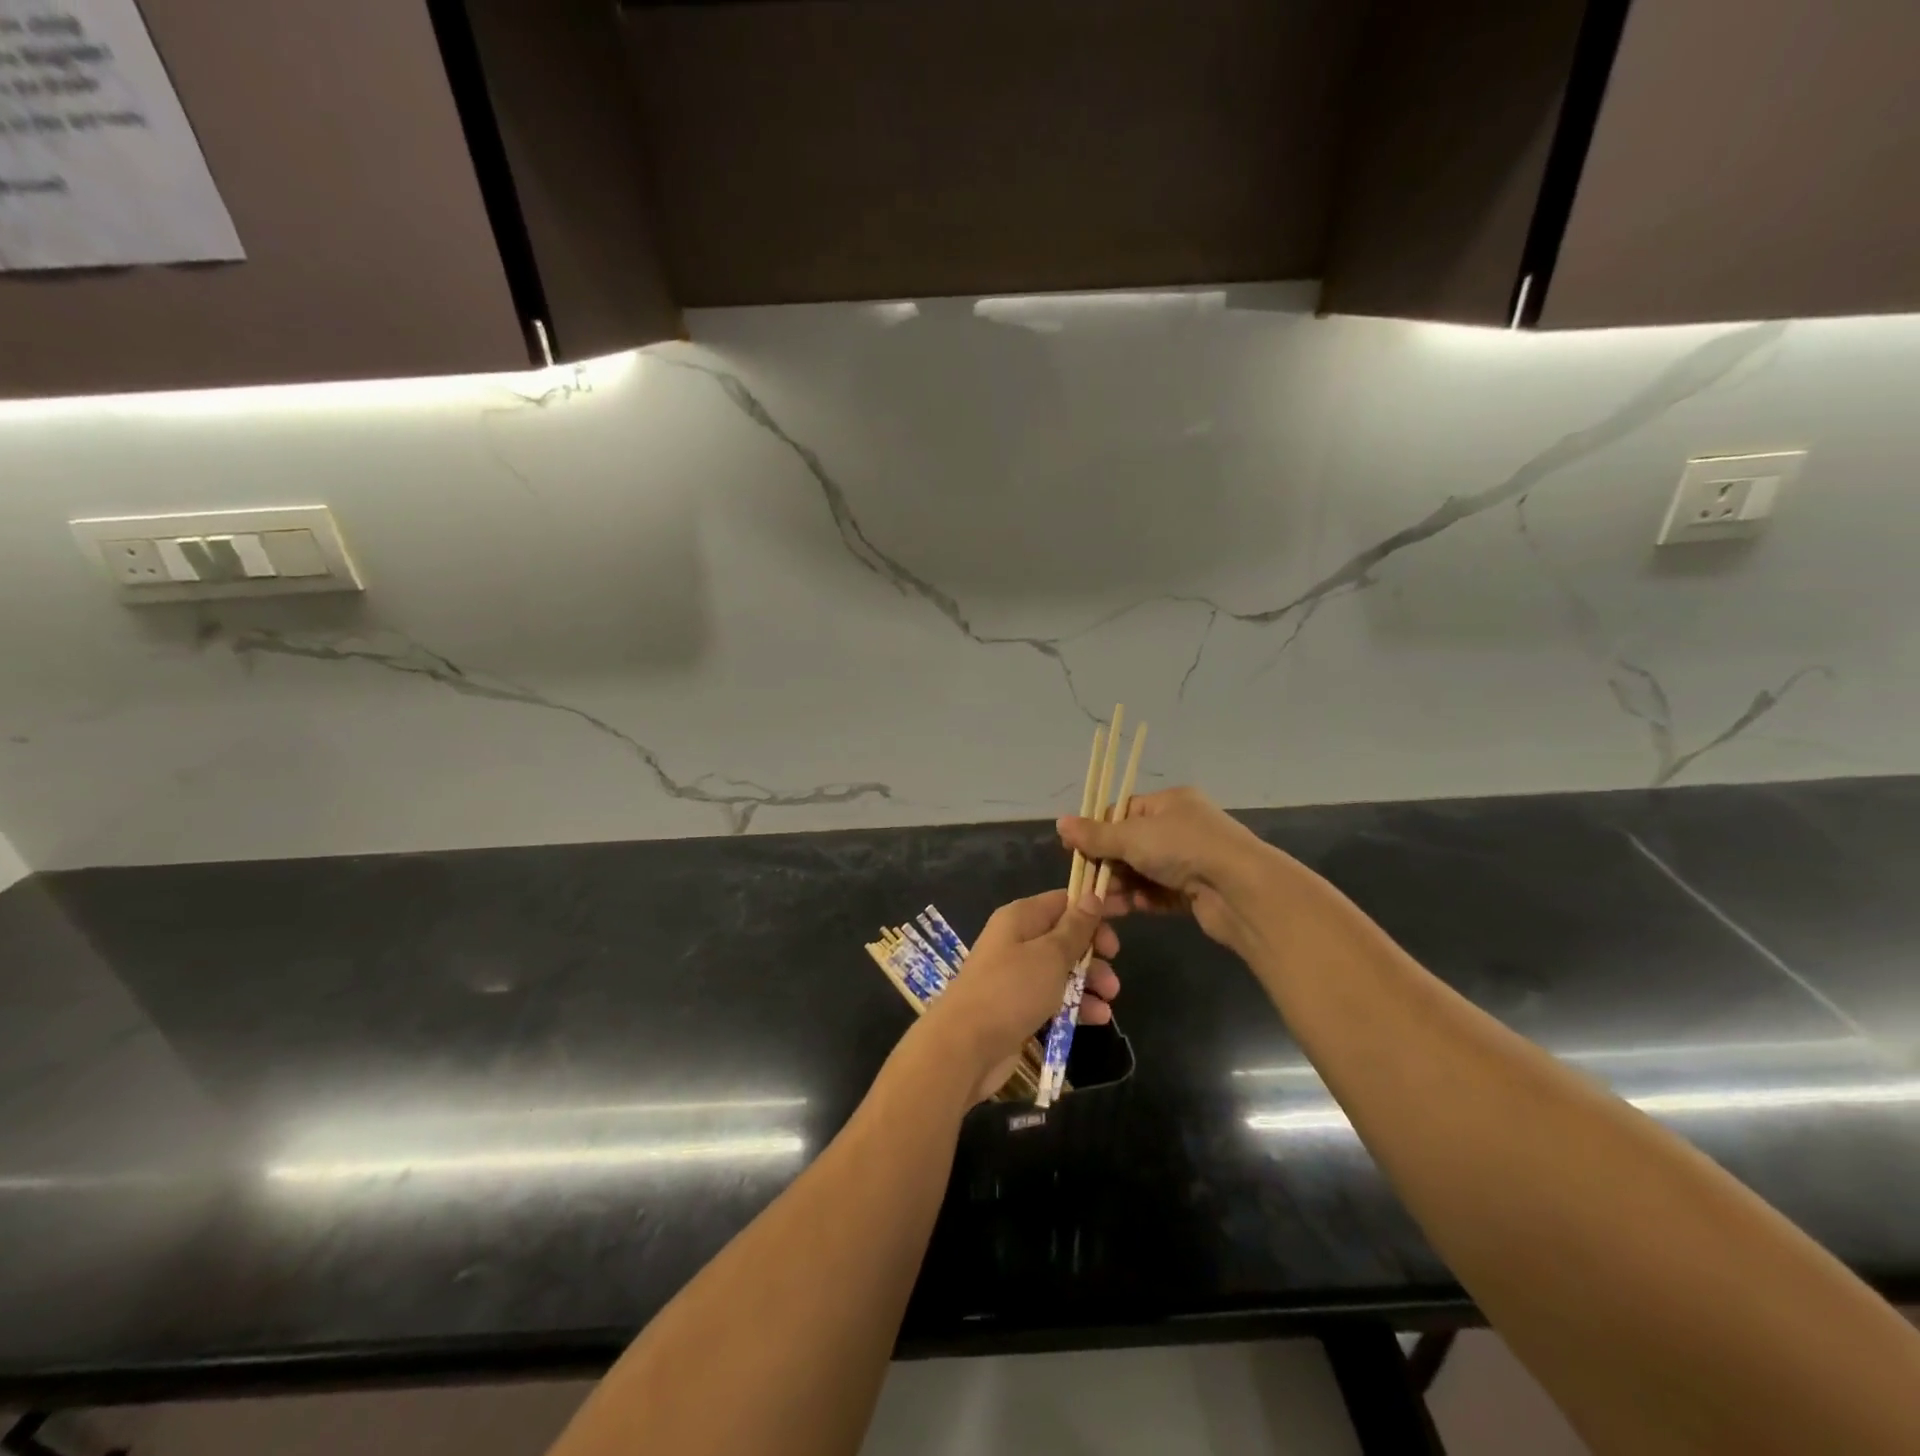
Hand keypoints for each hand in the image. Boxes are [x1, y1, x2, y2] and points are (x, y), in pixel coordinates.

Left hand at [921, 889, 1120, 1100]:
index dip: (1095, 905)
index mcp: (1021, 918)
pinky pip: (1054, 997)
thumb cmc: (1010, 990)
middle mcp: (1017, 940)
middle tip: (1114, 964)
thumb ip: (1075, 928)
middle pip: (1065, 936)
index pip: (1064, 900)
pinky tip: (1097, 1018)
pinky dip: (1075, 1004)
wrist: (964, 1046)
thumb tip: (1091, 895)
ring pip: (1062, 969)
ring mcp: (1016, 975)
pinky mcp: (1018, 1007)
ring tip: (1110, 998)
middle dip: (1093, 950)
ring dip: (1089, 980)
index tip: (1128, 914)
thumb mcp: (1050, 955)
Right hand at [1058, 786, 1282, 952]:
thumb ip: (1096, 835)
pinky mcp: (1195, 891)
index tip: (1075, 851)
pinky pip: (1158, 893)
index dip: (1097, 830)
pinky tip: (1125, 910)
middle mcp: (1180, 827)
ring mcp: (1189, 860)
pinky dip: (1141, 900)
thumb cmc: (1184, 848)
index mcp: (1169, 803)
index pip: (1122, 811)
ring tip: (1101, 904)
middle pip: (1130, 844)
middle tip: (1086, 884)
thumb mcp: (1132, 836)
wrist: (1241, 891)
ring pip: (1142, 871)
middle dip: (1107, 864)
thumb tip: (1060, 823)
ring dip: (1120, 885)